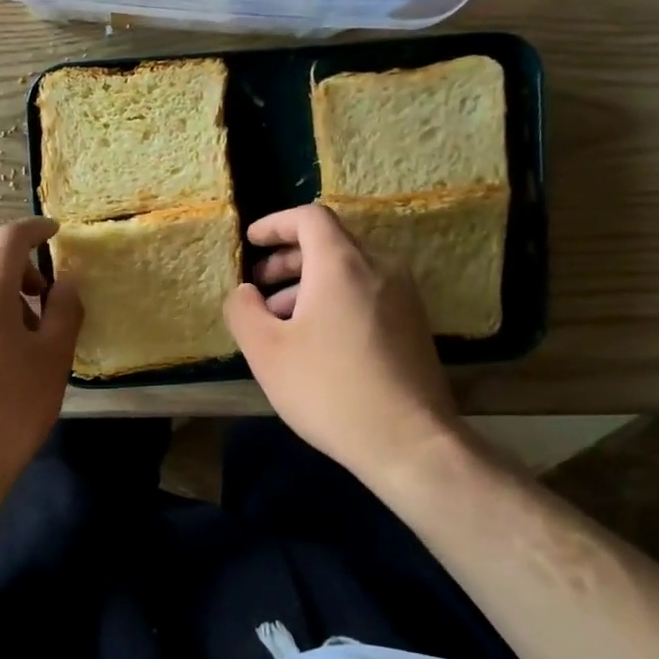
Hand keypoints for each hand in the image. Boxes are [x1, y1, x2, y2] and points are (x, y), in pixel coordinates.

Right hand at [224, 204, 460, 491]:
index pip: (309, 217)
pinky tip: (317, 338)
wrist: (410, 441)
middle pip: (330, 242)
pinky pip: (368, 292)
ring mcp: (404, 295)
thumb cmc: (329, 389)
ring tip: (281, 318)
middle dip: (288, 257)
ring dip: (310, 282)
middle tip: (259, 284)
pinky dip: (336, 298)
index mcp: (342, 264)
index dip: (275, 224)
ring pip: (349, 269)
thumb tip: (245, 291)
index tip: (250, 242)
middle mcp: (379, 267)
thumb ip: (243, 310)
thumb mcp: (266, 351)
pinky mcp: (415, 323)